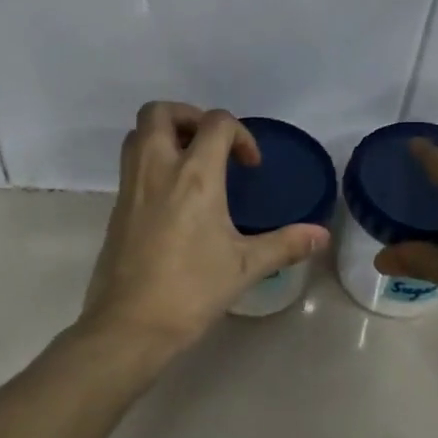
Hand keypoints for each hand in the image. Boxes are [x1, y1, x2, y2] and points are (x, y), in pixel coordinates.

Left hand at [81, 102, 330, 355]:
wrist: (130, 325)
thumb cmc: (192, 290)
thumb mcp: (245, 267)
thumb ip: (285, 244)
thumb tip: (322, 235)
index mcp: (194, 176)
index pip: (216, 123)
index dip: (240, 134)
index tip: (250, 166)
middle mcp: (157, 169)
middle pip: (160, 112)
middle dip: (189, 116)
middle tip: (211, 145)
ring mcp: (130, 187)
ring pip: (138, 134)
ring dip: (165, 134)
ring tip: (192, 164)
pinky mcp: (116, 208)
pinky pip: (130, 164)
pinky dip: (151, 162)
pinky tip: (173, 198)